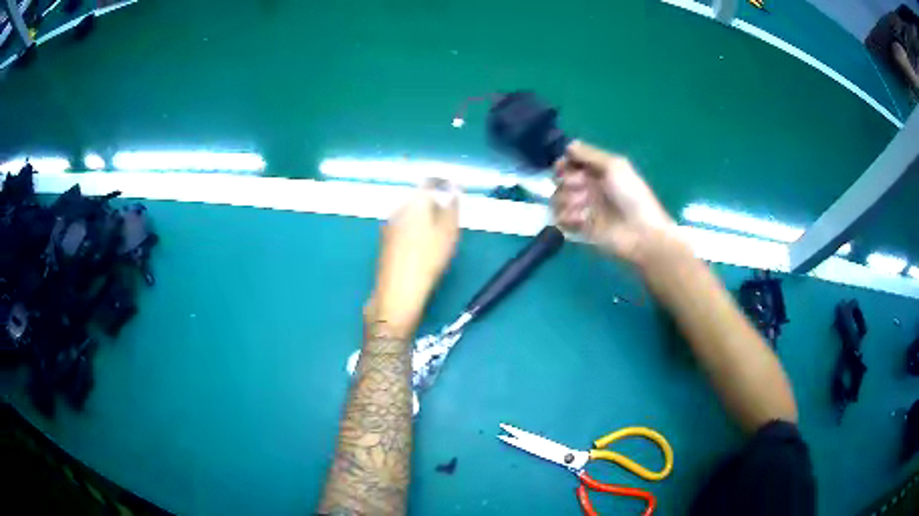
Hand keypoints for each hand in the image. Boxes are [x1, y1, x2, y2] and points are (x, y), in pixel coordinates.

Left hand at [367, 180, 460, 337]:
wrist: (398, 293)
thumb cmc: (428, 259)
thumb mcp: (448, 231)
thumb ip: (451, 206)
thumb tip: (452, 187)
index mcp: (414, 202)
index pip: (429, 182)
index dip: (443, 184)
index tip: (455, 191)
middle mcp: (398, 209)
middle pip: (418, 197)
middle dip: (434, 202)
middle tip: (450, 215)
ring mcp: (388, 226)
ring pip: (410, 213)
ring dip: (424, 217)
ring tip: (439, 232)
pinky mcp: (385, 243)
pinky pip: (404, 227)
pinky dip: (415, 230)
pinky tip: (423, 245)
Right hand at [552, 141, 677, 265]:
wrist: (641, 233)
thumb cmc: (632, 196)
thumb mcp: (615, 166)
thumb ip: (589, 154)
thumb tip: (568, 146)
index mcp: (597, 172)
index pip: (570, 163)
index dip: (563, 164)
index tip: (563, 167)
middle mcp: (588, 188)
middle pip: (560, 180)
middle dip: (567, 182)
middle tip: (581, 187)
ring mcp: (583, 209)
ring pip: (557, 199)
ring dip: (566, 200)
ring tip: (582, 207)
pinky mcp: (580, 229)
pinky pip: (560, 220)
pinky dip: (567, 218)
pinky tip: (580, 220)